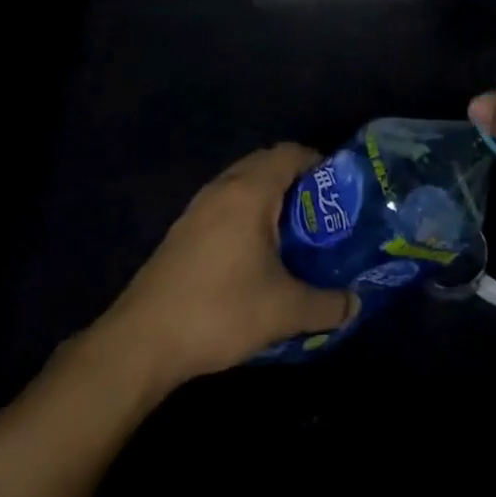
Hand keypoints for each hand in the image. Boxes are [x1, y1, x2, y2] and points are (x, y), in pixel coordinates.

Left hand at [94, 145, 355, 388]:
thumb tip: (356, 305)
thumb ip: (327, 305)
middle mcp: (222, 189)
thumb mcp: (284, 311)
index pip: (291, 152)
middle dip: (297, 181)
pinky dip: (246, 214)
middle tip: (321, 214)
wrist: (140, 343)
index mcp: (250, 192)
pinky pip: (224, 205)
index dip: (319, 164)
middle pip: (266, 163)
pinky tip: (255, 254)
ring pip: (242, 184)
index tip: (339, 192)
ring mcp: (197, 209)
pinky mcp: (182, 232)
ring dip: (269, 198)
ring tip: (292, 234)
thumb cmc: (219, 311)